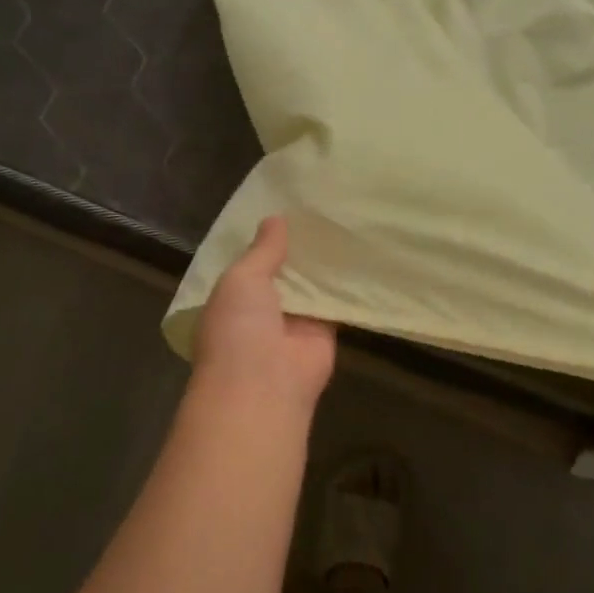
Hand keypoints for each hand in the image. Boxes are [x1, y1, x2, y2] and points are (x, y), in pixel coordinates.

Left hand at [192, 216, 336, 406]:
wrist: (264, 385)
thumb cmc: (238, 327)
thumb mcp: (241, 278)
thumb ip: (262, 250)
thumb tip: (275, 218)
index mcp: (232, 297)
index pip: (249, 263)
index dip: (265, 239)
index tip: (285, 206)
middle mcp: (262, 309)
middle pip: (284, 272)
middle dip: (297, 247)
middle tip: (321, 207)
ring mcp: (294, 322)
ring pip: (311, 285)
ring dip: (323, 263)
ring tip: (344, 220)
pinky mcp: (325, 332)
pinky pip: (336, 302)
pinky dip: (346, 284)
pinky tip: (361, 252)